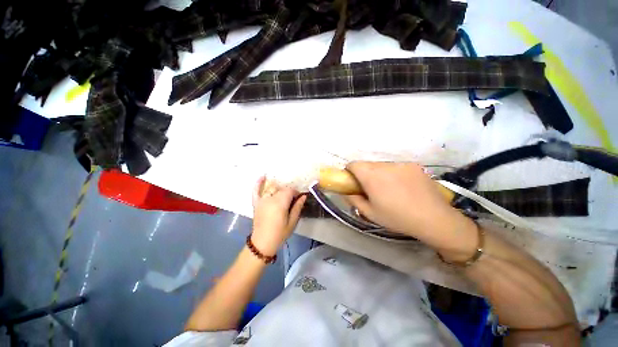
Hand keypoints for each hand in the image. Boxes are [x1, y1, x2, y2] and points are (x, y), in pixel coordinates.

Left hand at [251, 177, 306, 255]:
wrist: (263, 243)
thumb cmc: (280, 233)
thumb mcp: (292, 221)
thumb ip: (298, 207)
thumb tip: (304, 195)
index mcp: (280, 203)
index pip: (290, 191)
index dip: (296, 193)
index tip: (299, 198)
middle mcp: (270, 198)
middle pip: (282, 189)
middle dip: (289, 192)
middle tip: (292, 199)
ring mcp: (262, 200)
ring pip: (272, 188)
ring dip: (279, 189)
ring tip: (283, 194)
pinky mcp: (256, 203)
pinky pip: (256, 191)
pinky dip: (258, 183)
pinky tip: (263, 176)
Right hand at [345, 162, 476, 255]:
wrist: (434, 219)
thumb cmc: (397, 218)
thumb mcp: (370, 213)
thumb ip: (353, 199)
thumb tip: (346, 191)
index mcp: (372, 176)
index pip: (354, 164)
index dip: (350, 172)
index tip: (354, 182)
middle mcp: (385, 165)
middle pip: (367, 164)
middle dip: (365, 174)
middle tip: (372, 189)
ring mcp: (401, 164)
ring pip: (381, 165)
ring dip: (379, 174)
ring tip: (390, 189)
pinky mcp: (413, 165)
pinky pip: (396, 167)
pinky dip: (393, 174)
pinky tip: (403, 187)